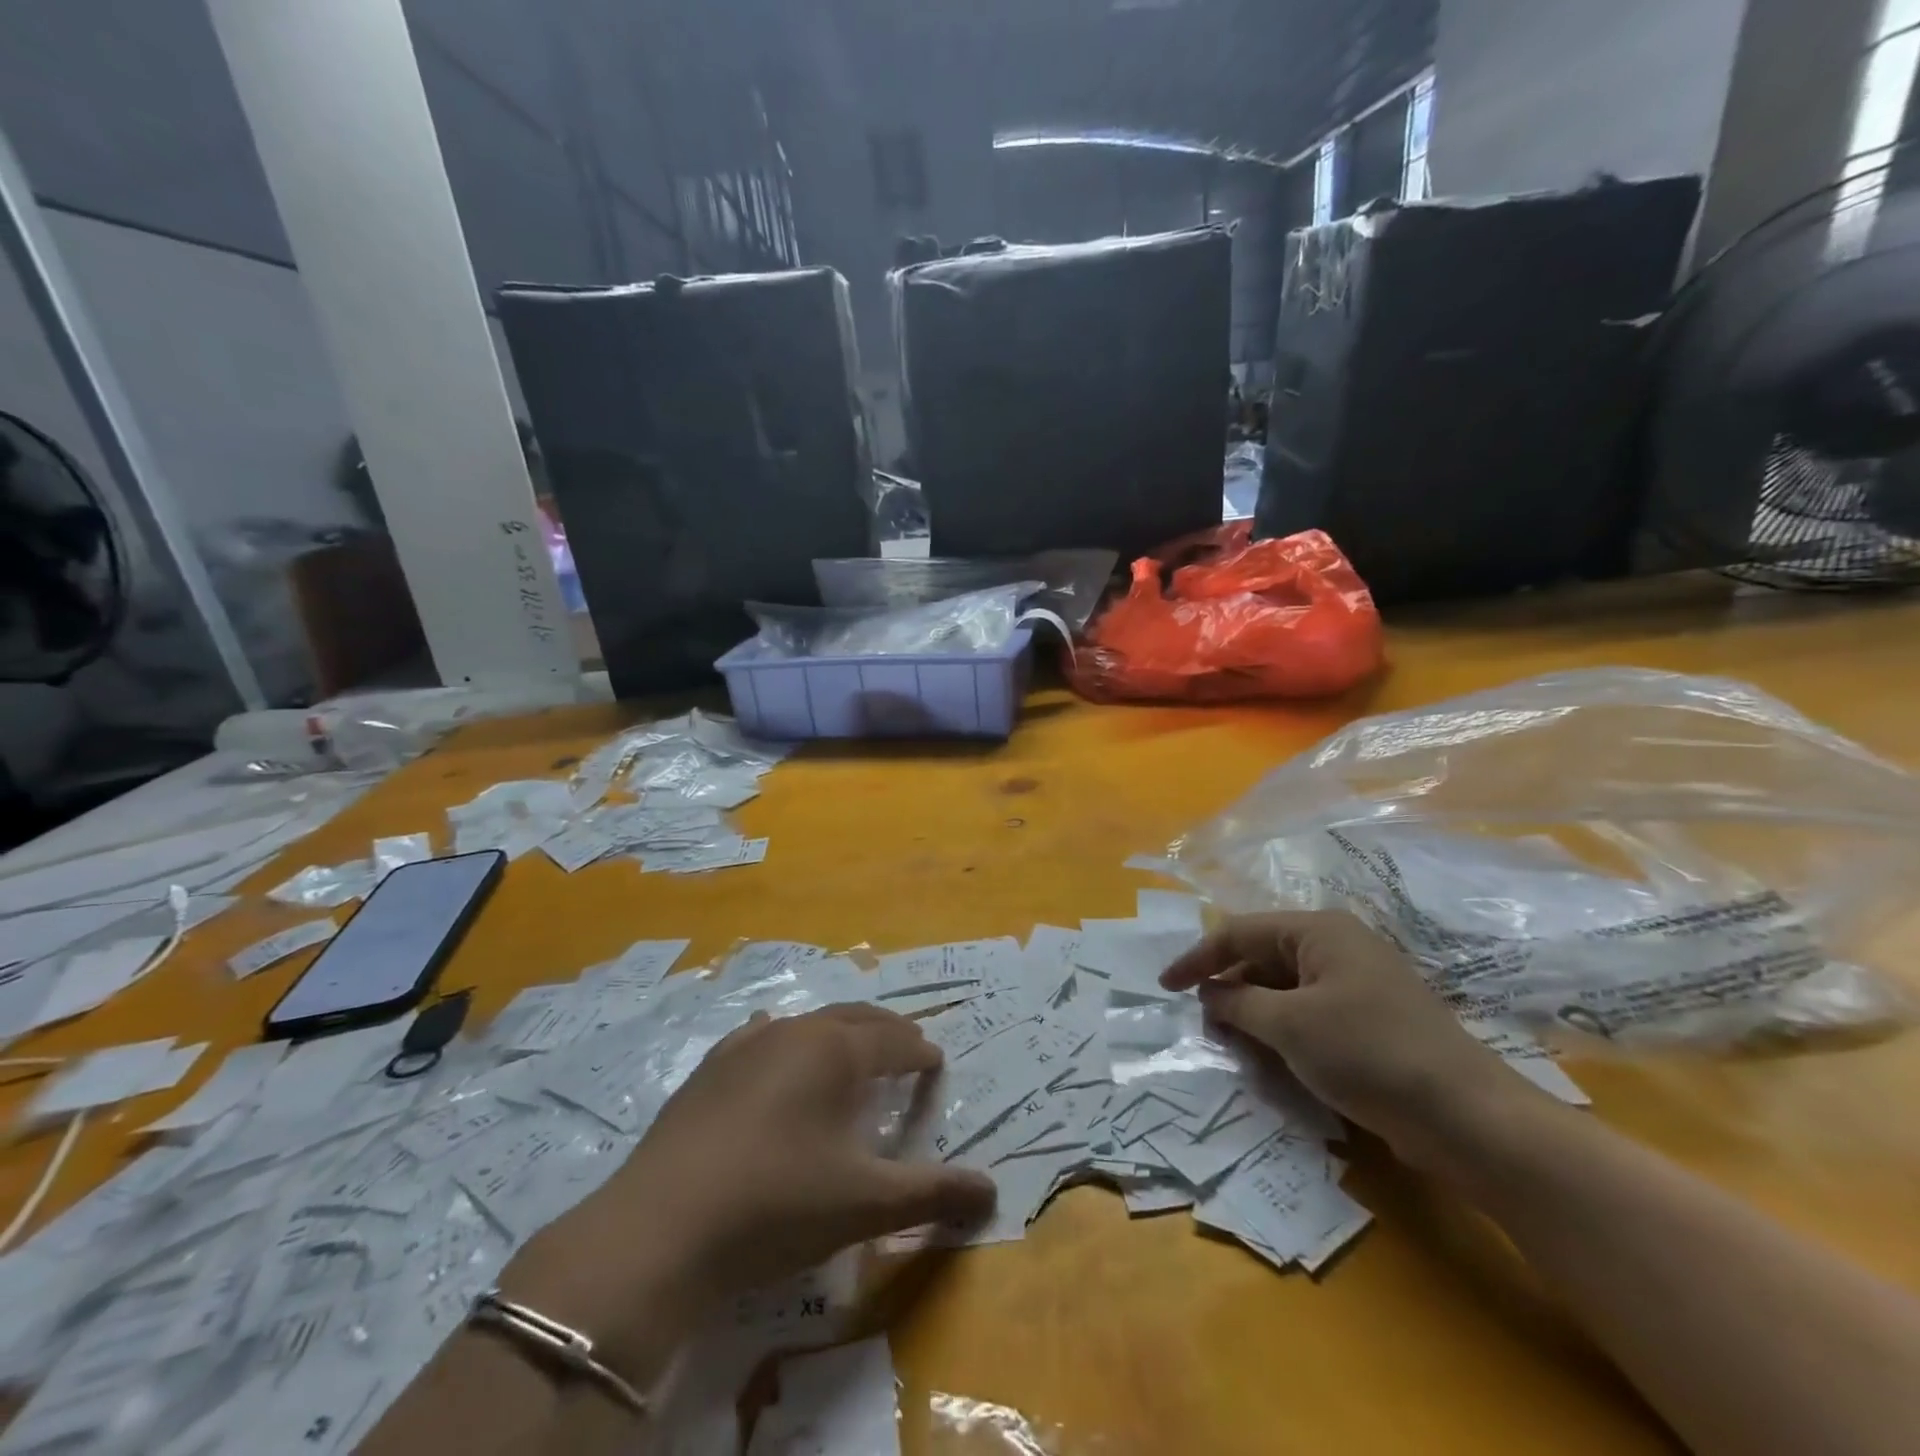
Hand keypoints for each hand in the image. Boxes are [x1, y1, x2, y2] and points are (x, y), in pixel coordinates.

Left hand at [506, 1004, 995, 1375]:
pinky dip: (786, 1039)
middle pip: (855, 1017)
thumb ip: (932, 1193)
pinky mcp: (710, 1067)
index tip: (936, 1063)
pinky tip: (776, 1049)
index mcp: (837, 1050)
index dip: (921, 1052)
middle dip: (886, 1030)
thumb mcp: (864, 1204)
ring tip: (851, 1051)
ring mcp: (747, 1043)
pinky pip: (761, 1035)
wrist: (661, 1227)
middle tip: (906, 1046)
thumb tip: (991, 1192)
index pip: (895, 1040)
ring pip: (808, 1022)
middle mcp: (796, 1031)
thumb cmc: (777, 1204)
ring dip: (838, 1032)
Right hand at [1160, 911, 1537, 1169]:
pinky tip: (1271, 1056)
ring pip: (1285, 987)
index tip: (1165, 987)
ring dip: (1254, 1012)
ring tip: (1231, 1042)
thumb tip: (1209, 995)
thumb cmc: (1368, 1054)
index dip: (1198, 959)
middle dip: (1229, 987)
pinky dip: (1283, 1029)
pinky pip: (1310, 1012)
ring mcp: (1358, 983)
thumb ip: (1238, 1004)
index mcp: (1318, 931)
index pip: (1239, 933)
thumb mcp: (1289, 1026)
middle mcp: (1338, 947)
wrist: (1468, 1118)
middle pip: (1263, 956)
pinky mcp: (1371, 1020)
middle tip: (1202, 1023)